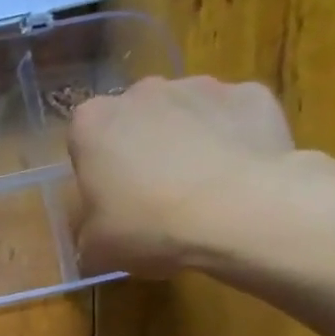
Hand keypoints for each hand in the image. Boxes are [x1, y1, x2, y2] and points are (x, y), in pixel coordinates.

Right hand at [67, 76, 297, 276]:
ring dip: (187, 140)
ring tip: (201, 189)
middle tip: (153, 195)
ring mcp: (200, 86)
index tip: (109, 200)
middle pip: (135, 119)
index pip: (84, 140)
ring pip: (185, 113)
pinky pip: (232, 117)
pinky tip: (239, 176)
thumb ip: (88, 235)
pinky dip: (234, 139)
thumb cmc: (150, 225)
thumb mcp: (97, 249)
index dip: (97, 172)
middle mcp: (141, 92)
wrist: (241, 212)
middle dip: (141, 147)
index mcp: (92, 123)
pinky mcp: (251, 94)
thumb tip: (96, 238)